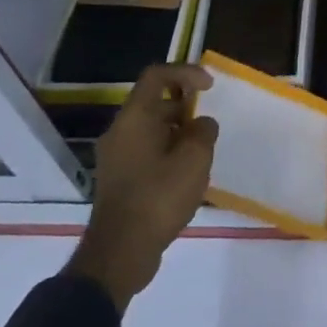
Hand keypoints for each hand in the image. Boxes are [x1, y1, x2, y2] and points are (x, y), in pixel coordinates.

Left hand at [66, 63, 217, 311]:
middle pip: (154, 103)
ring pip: (151, 130)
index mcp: (134, 118)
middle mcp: (120, 132)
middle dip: (185, 108)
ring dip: (178, 133)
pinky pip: (146, 152)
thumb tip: (201, 124)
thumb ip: (203, 132)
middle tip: (208, 127)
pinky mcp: (119, 180)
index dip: (186, 72)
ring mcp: (116, 157)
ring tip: (202, 154)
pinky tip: (187, 177)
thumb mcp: (194, 160)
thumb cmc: (158, 198)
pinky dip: (168, 153)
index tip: (210, 87)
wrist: (119, 253)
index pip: (157, 75)